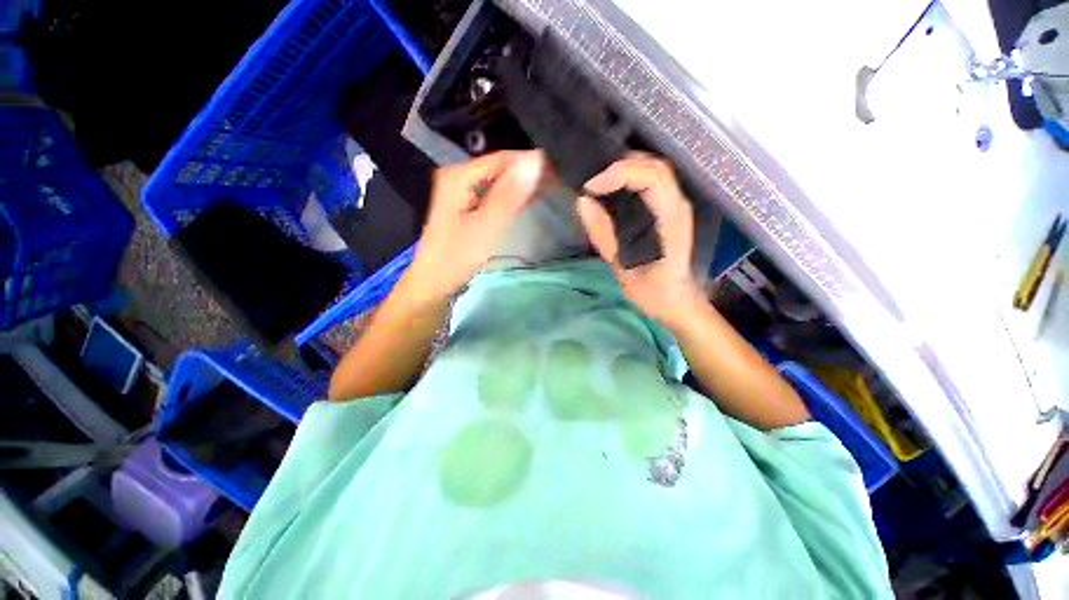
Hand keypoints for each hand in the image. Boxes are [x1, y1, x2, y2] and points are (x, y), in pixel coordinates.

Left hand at [402, 150, 543, 305]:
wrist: (433, 281)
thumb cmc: (458, 256)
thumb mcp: (486, 226)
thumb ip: (509, 194)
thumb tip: (536, 160)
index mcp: (460, 175)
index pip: (503, 158)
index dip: (531, 164)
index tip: (557, 178)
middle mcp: (458, 175)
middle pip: (500, 167)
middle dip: (527, 174)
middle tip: (554, 187)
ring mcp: (460, 189)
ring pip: (498, 180)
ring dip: (520, 185)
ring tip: (546, 193)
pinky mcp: (464, 204)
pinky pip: (492, 192)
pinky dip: (510, 196)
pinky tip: (525, 203)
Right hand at [577, 154, 703, 329]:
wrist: (677, 304)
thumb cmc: (654, 293)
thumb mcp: (623, 269)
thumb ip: (604, 236)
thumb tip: (583, 202)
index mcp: (672, 220)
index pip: (652, 177)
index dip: (619, 174)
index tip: (591, 188)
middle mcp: (678, 206)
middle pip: (655, 166)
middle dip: (620, 166)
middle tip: (592, 182)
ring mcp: (676, 206)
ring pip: (655, 170)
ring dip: (625, 169)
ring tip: (599, 182)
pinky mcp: (668, 211)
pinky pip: (652, 183)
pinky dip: (630, 179)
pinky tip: (612, 190)